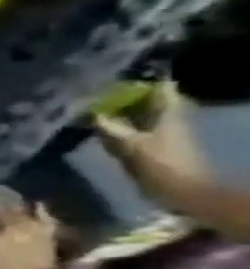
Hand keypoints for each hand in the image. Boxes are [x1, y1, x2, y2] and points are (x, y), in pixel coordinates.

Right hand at [96, 82, 211, 213]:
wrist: (182, 191)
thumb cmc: (160, 164)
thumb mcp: (129, 145)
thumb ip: (107, 127)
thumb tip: (86, 113)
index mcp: (168, 112)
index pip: (159, 87)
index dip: (139, 80)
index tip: (112, 78)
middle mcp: (167, 117)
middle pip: (146, 99)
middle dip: (122, 95)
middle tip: (91, 94)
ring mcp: (161, 131)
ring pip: (138, 114)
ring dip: (117, 111)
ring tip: (89, 109)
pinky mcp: (153, 145)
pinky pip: (133, 127)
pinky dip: (117, 125)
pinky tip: (98, 128)